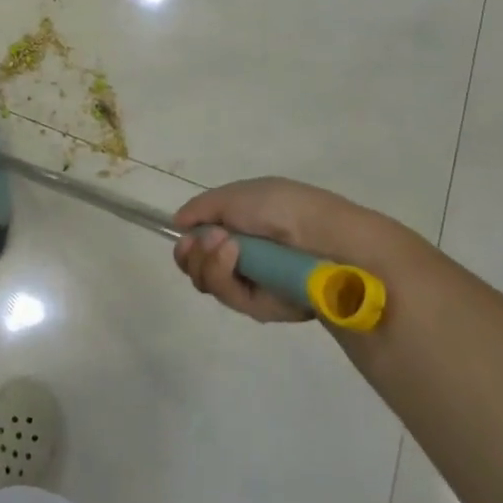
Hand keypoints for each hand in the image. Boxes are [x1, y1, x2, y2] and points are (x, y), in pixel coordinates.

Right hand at [171, 176, 428, 324]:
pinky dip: (225, 276)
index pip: (201, 241)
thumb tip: (178, 223)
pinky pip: (229, 298)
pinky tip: (235, 258)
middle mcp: (244, 256)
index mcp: (241, 226)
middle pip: (198, 266)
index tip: (185, 236)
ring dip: (208, 262)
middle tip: (204, 243)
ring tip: (228, 247)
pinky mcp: (263, 307)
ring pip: (208, 282)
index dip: (188, 241)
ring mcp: (253, 282)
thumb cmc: (282, 208)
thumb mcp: (236, 195)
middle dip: (193, 255)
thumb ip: (202, 208)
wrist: (325, 240)